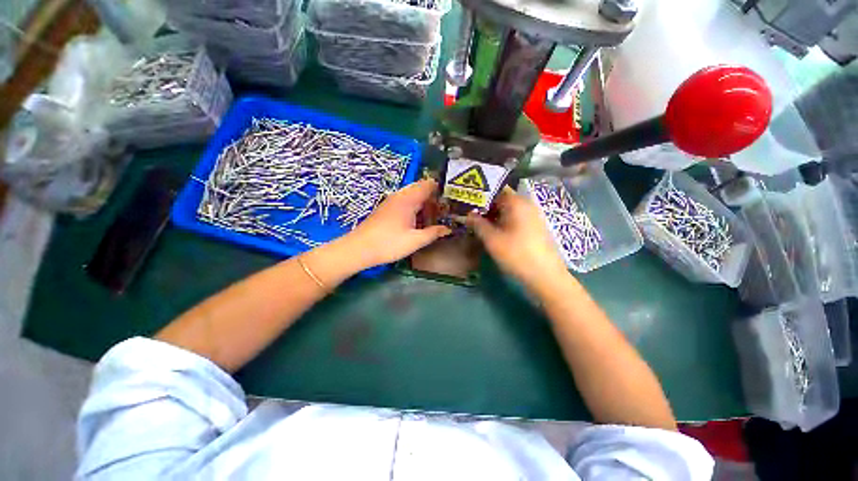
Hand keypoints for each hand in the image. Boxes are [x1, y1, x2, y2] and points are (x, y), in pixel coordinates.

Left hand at [342, 179, 451, 268]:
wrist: (359, 249)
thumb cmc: (389, 243)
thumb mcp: (415, 241)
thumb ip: (433, 233)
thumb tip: (448, 229)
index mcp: (408, 199)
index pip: (428, 184)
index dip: (441, 188)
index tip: (451, 199)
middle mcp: (400, 196)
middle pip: (420, 189)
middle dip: (433, 198)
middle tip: (444, 210)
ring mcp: (391, 201)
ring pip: (412, 196)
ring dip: (423, 204)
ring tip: (433, 217)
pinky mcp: (386, 209)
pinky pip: (404, 202)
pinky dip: (414, 208)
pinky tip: (417, 222)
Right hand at [467, 187, 567, 288]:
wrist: (546, 276)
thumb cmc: (516, 254)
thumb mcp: (492, 239)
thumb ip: (478, 224)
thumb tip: (467, 214)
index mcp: (516, 202)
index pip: (495, 189)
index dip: (479, 195)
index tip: (467, 202)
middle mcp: (526, 204)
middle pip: (501, 199)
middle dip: (485, 206)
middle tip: (469, 214)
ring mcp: (532, 215)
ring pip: (508, 209)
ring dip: (493, 215)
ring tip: (477, 223)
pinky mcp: (535, 226)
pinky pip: (515, 218)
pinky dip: (502, 221)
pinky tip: (493, 231)